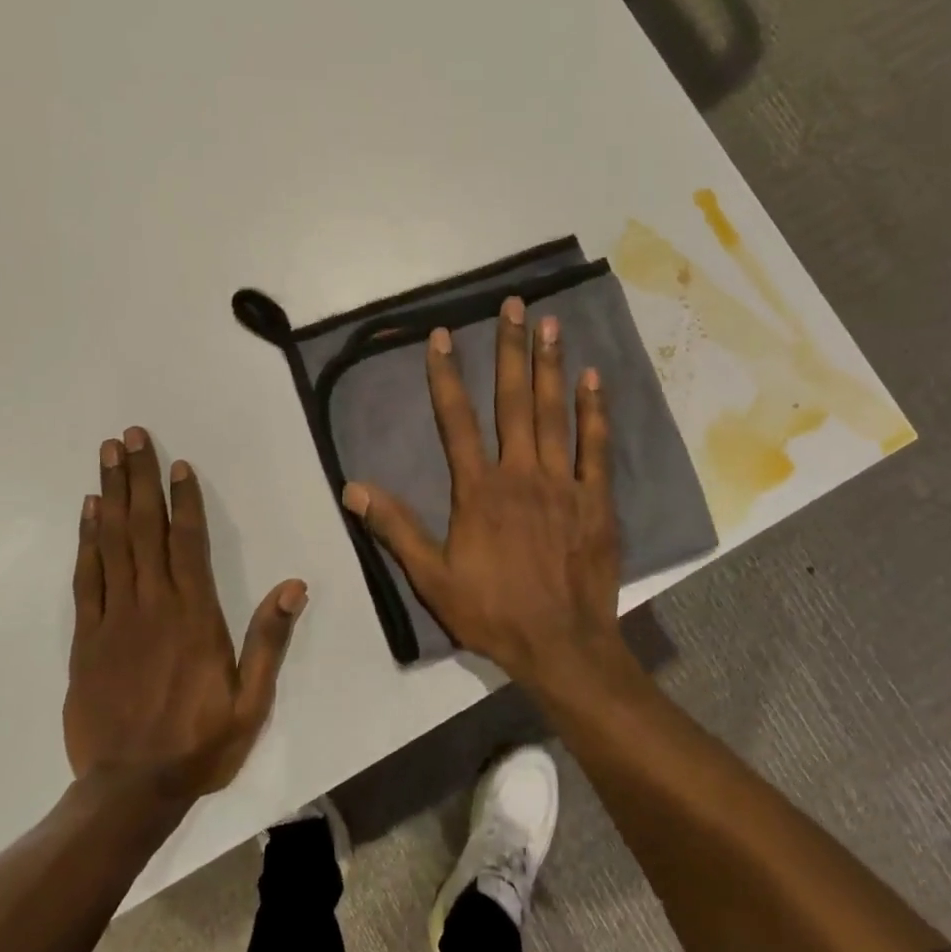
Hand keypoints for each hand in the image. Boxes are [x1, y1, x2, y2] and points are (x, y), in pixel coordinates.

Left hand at [65, 427, 306, 803]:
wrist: (128, 791)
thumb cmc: (199, 743)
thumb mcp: (251, 701)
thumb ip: (269, 640)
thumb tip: (294, 585)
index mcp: (195, 617)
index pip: (190, 543)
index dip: (184, 500)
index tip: (178, 464)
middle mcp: (153, 605)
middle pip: (144, 529)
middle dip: (138, 478)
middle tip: (130, 436)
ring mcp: (114, 619)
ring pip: (112, 543)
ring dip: (110, 495)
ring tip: (107, 456)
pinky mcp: (86, 638)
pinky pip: (86, 577)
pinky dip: (86, 540)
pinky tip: (87, 512)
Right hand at [342, 297, 624, 687]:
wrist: (561, 645)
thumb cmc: (492, 612)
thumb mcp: (432, 578)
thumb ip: (396, 529)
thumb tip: (354, 488)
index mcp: (478, 490)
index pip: (456, 421)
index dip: (447, 376)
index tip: (443, 336)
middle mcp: (521, 474)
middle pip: (513, 402)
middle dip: (511, 350)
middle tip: (515, 306)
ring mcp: (563, 484)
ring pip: (554, 414)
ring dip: (550, 367)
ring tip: (551, 324)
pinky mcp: (596, 500)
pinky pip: (596, 447)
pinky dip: (594, 412)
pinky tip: (593, 378)